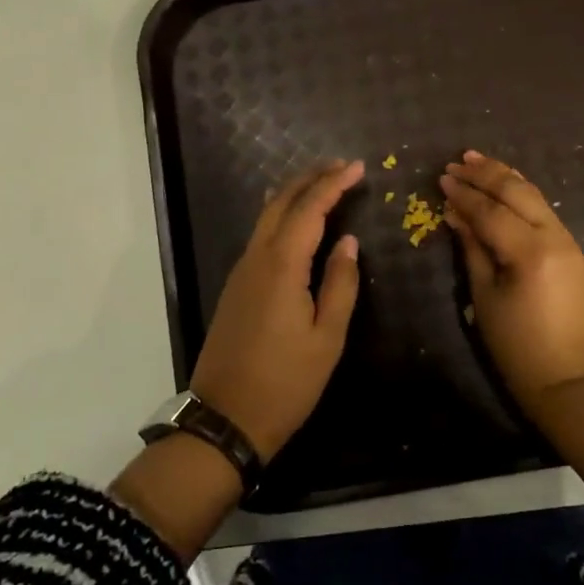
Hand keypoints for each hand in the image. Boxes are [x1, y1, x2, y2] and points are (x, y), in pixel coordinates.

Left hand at [189, 159, 363, 461]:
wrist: (226, 417)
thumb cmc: (286, 382)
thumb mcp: (327, 337)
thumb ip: (340, 283)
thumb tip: (349, 242)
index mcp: (282, 266)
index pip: (310, 209)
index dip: (333, 184)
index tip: (357, 167)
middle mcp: (256, 258)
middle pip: (281, 203)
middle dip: (310, 178)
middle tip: (340, 166)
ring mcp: (241, 272)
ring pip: (266, 217)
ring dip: (294, 194)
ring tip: (323, 185)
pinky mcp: (236, 286)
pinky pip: (260, 236)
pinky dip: (281, 217)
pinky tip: (295, 221)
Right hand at [441, 150, 583, 402]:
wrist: (568, 378)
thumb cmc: (517, 345)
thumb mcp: (485, 296)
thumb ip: (472, 249)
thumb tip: (456, 214)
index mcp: (530, 252)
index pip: (491, 212)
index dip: (465, 194)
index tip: (442, 178)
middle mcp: (555, 238)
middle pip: (518, 193)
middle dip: (487, 174)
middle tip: (458, 160)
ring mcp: (569, 242)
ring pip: (536, 197)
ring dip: (506, 177)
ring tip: (479, 161)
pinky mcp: (573, 251)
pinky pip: (545, 212)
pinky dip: (522, 195)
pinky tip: (506, 187)